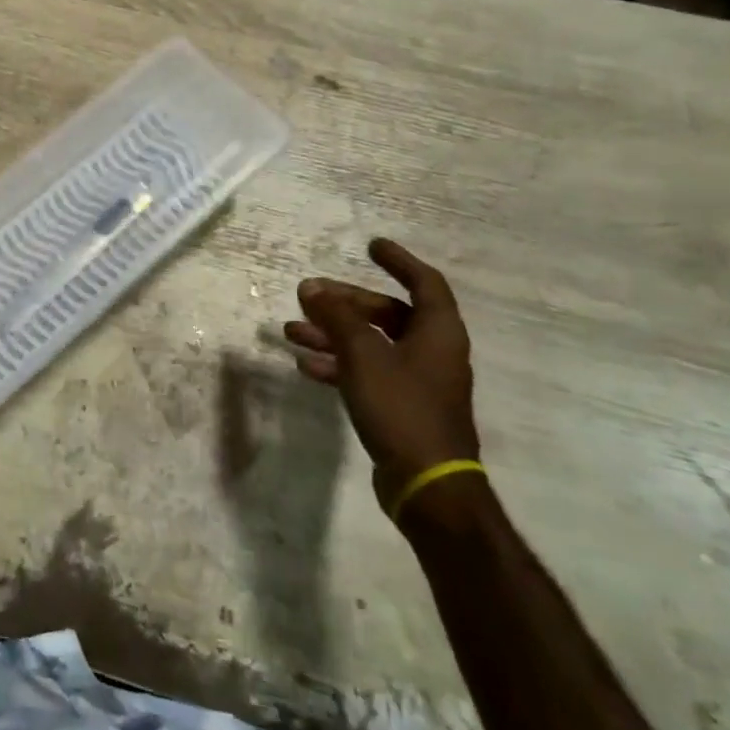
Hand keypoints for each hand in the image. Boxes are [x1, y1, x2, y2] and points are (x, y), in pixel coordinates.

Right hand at [286, 238, 479, 515]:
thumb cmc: (402, 408)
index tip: (370, 246)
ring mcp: (416, 381)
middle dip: (346, 303)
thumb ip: (337, 318)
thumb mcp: (364, 356)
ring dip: (333, 334)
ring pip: (371, 344)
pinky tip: (305, 366)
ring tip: (292, 331)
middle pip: (387, 313)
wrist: (427, 484)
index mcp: (437, 332)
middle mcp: (431, 351)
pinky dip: (338, 364)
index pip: (424, 283)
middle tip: (309, 295)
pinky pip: (366, 372)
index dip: (399, 261)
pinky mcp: (401, 407)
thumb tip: (311, 286)